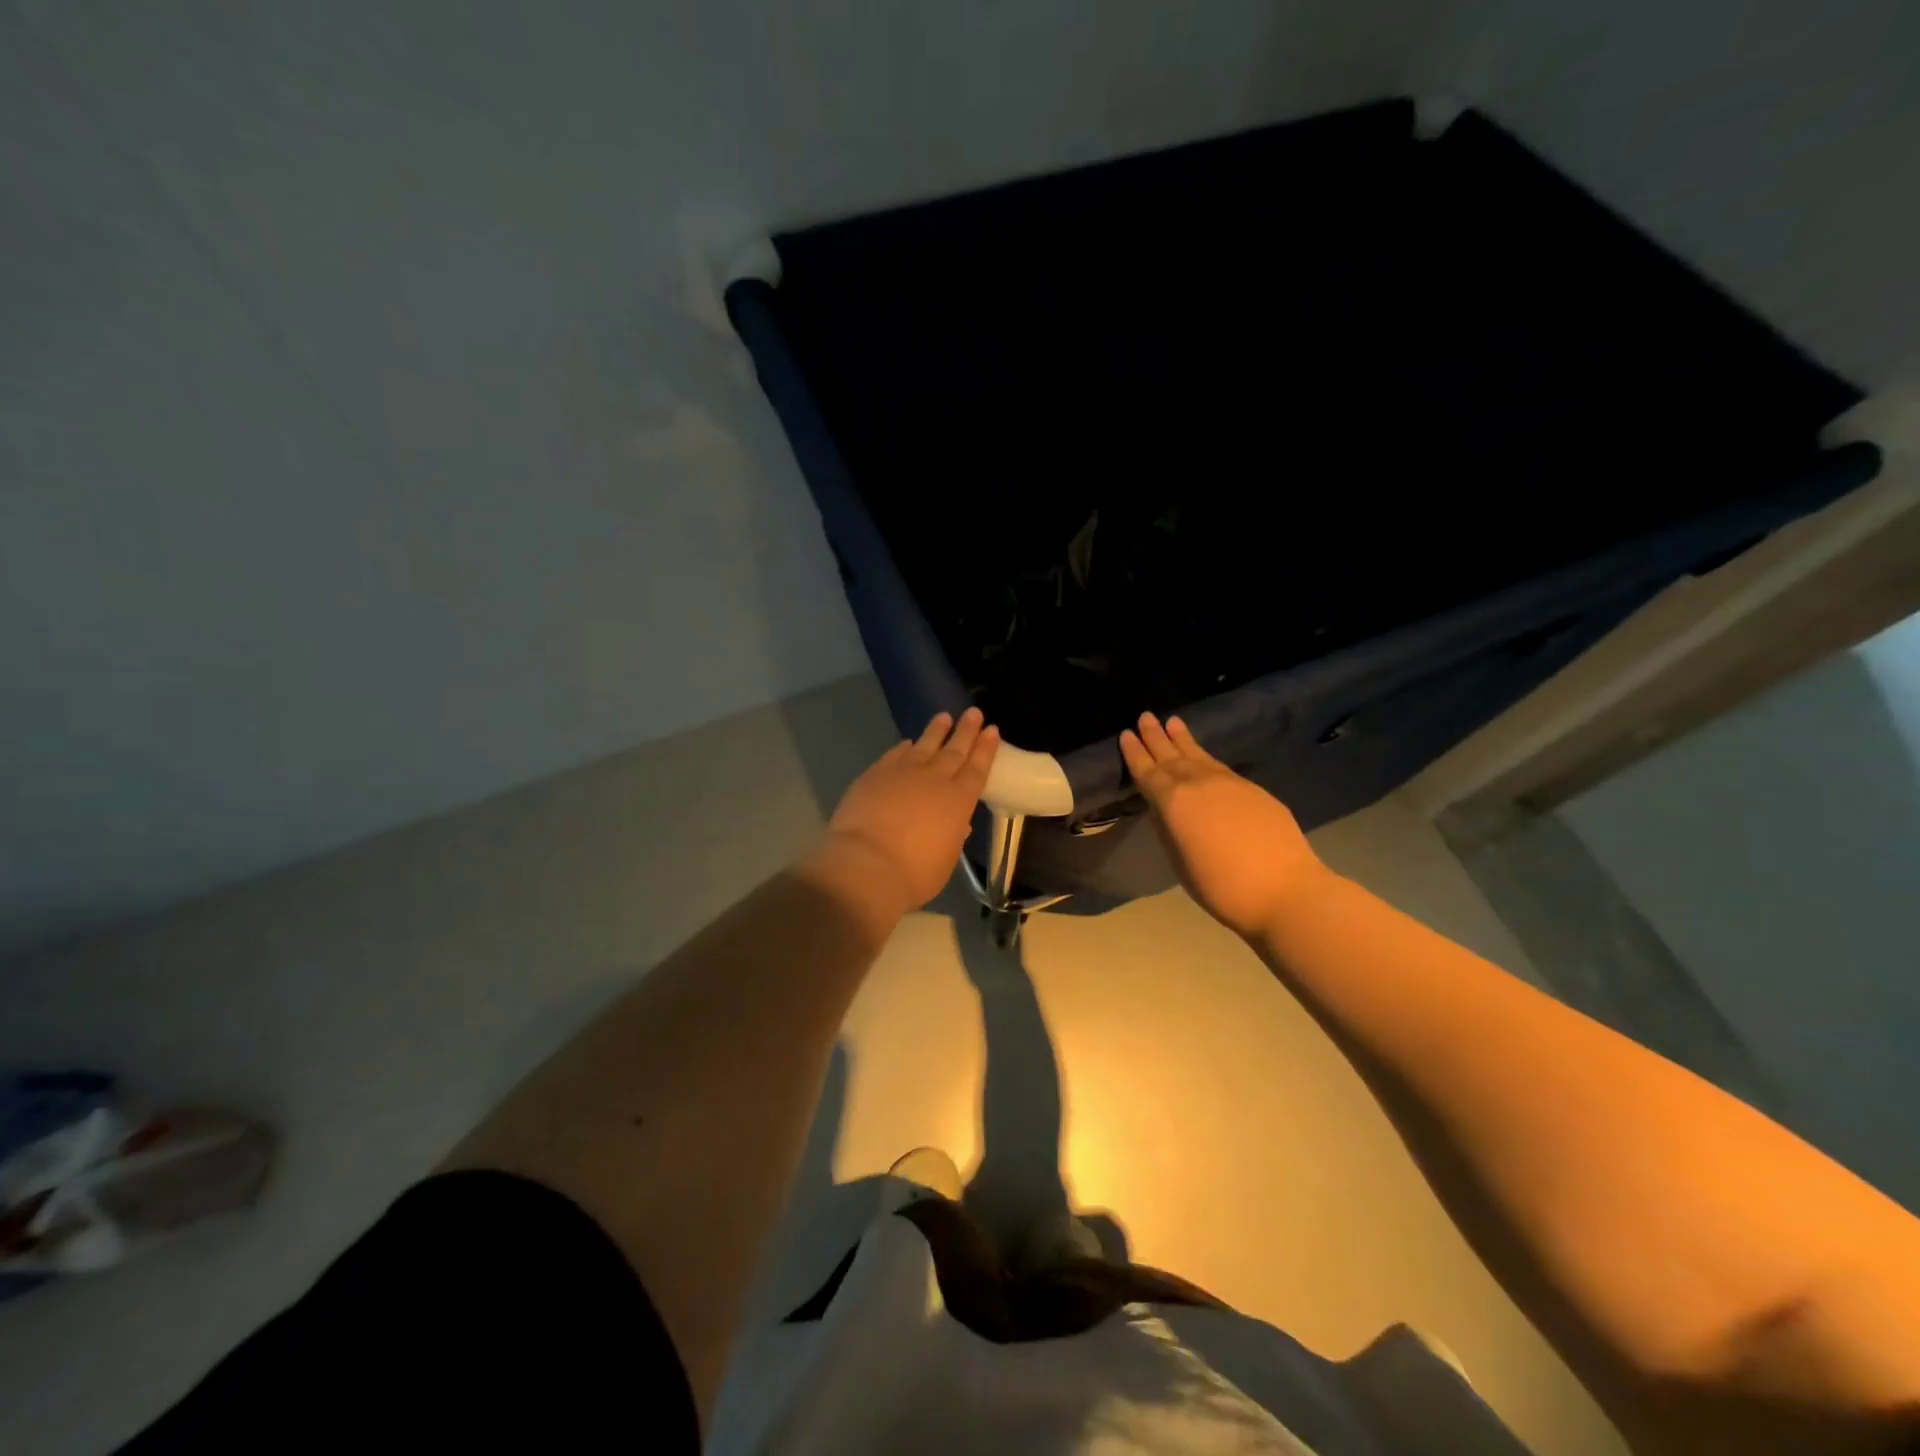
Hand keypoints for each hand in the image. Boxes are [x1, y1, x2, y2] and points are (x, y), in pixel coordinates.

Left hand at [818, 708, 999, 912]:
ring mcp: (903, 773)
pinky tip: (907, 742)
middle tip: (974, 713)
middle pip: (954, 750)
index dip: (985, 749)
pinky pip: (895, 754)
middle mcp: (934, 780)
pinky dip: (904, 747)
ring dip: (936, 730)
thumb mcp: (945, 859)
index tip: (992, 730)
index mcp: (958, 801)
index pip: (977, 769)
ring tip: (944, 717)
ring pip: (925, 744)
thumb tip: (956, 824)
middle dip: (966, 731)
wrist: (866, 865)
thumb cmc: (913, 874)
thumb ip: (952, 837)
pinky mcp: (875, 774)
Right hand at [1119, 712, 1327, 939]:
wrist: (1284, 890)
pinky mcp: (1253, 789)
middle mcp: (1198, 784)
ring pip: (1199, 755)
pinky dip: (1205, 755)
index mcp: (1173, 802)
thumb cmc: (1221, 886)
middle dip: (1156, 737)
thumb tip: (1167, 810)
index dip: (1135, 753)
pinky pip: (1219, 765)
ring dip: (1182, 739)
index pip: (1148, 772)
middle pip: (1172, 756)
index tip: (1126, 734)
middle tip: (1146, 716)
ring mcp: (1229, 783)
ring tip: (1172, 721)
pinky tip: (1202, 755)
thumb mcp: (1180, 861)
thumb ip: (1170, 829)